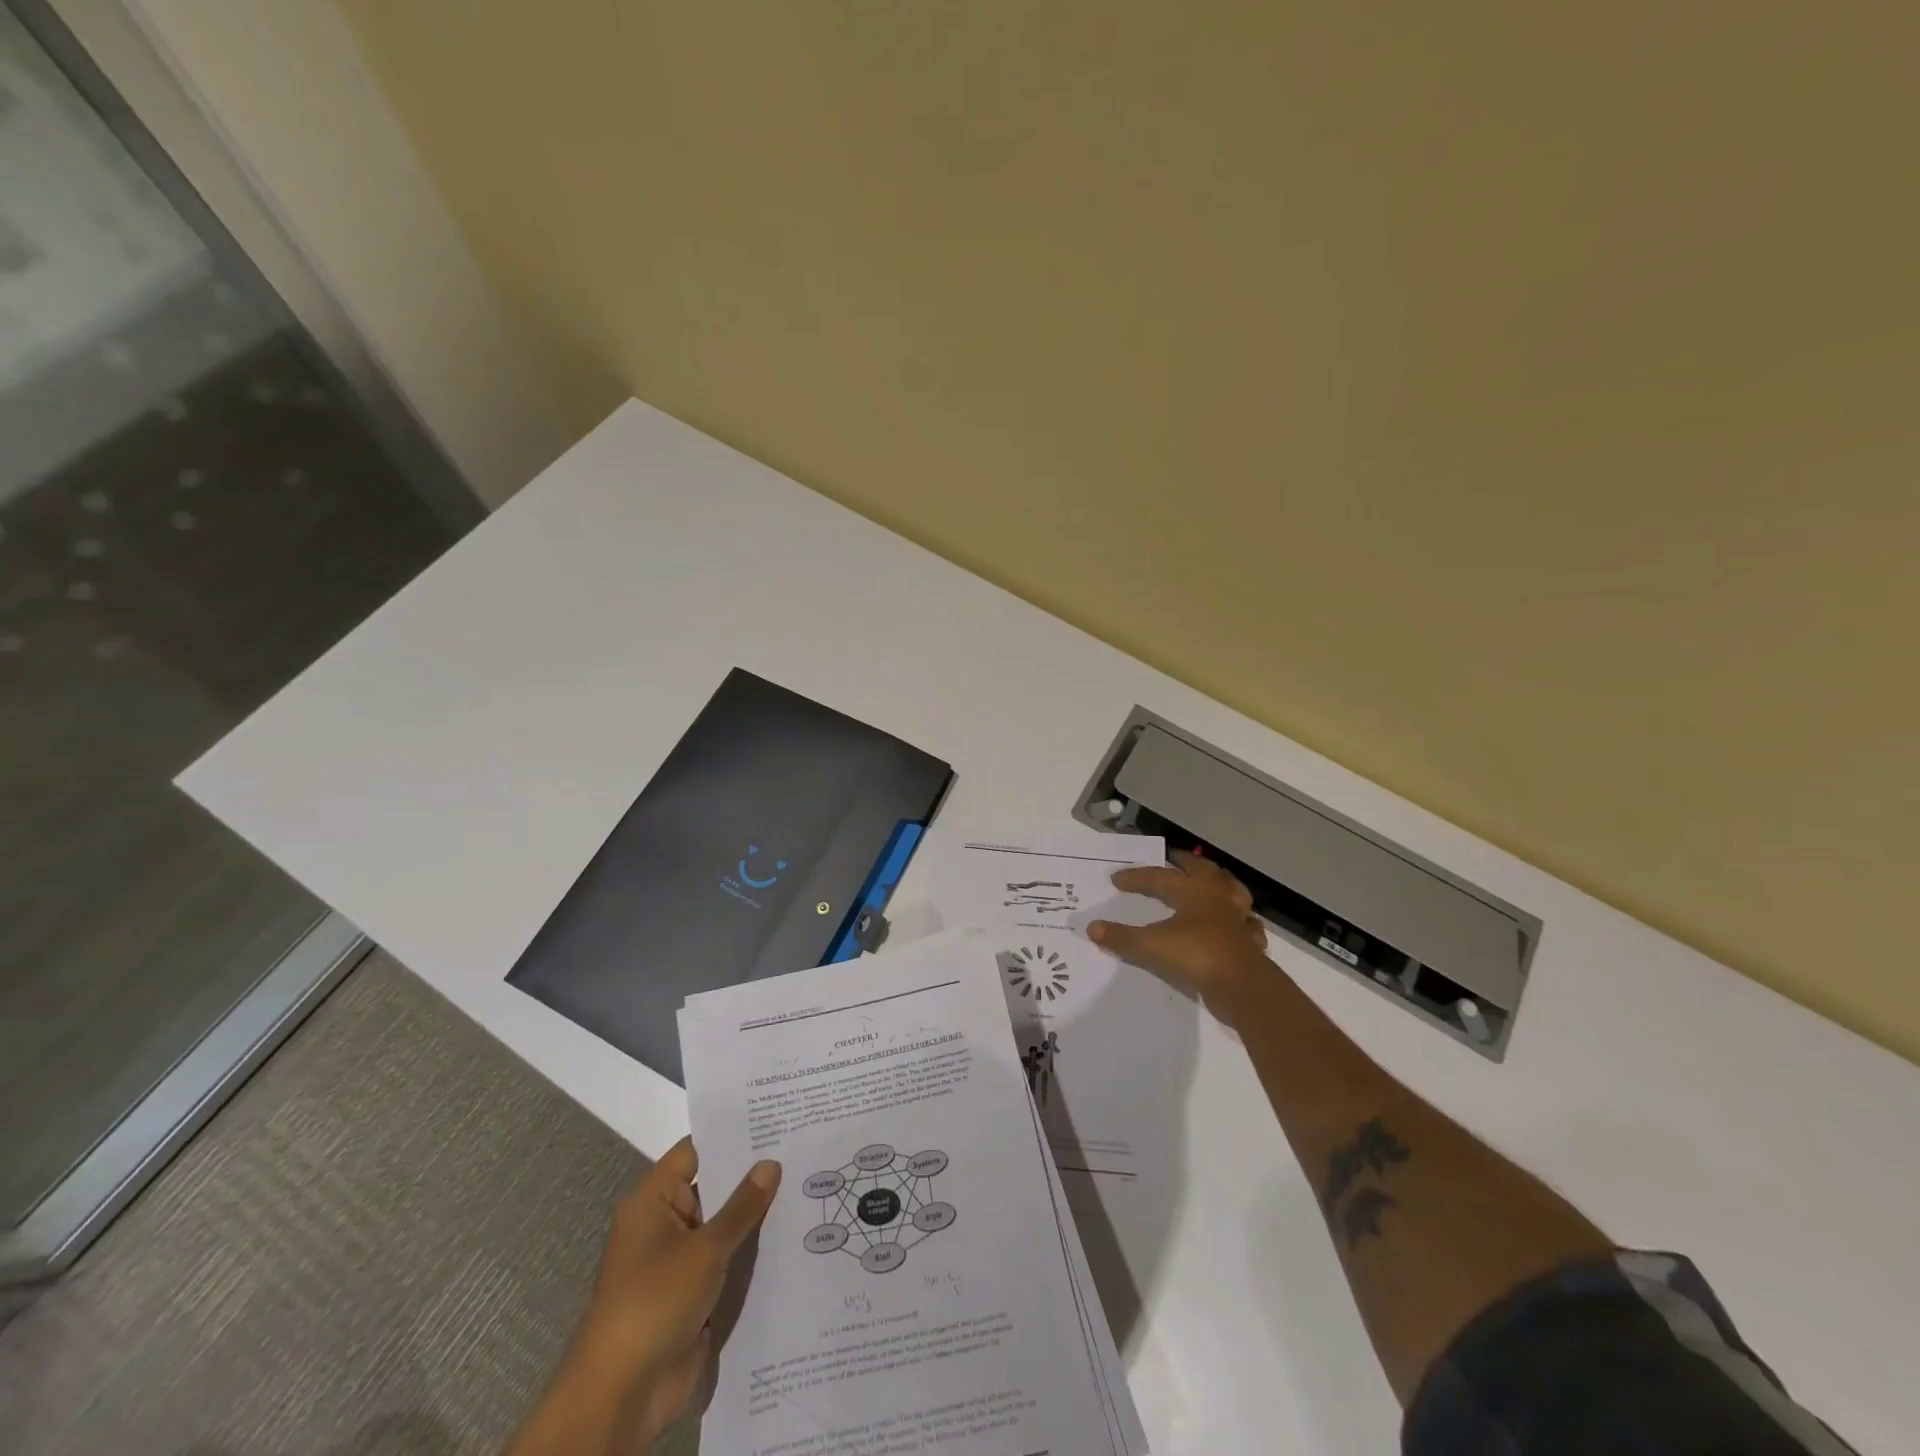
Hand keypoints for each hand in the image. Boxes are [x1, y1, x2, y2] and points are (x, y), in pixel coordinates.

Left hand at [509, 1138, 780, 1455]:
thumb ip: (742, 1206)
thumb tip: (771, 1163)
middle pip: (714, 1186)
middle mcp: (665, 1223)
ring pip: (724, 1224)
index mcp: (653, 1200)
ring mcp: (679, 1259)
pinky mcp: (693, 1293)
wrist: (623, 1396)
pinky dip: (752, 1250)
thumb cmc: (655, 1303)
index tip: (775, 1118)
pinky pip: (727, 1259)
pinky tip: (795, 1234)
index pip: (697, 1151)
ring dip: (757, 1215)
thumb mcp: (705, 1249)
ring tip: (809, 1183)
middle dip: (753, 1174)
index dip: (733, 1135)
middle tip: (803, 1147)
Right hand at [1089, 850, 1270, 1008]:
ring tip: (1208, 880)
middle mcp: (1218, 896)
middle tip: (1172, 857)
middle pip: (1202, 870)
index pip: (1159, 877)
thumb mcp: (1152, 946)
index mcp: (1193, 890)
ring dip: (1218, 882)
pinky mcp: (1249, 939)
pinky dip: (1238, 918)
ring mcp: (1238, 917)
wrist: (1244, 986)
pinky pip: (1245, 922)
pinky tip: (1234, 923)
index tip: (1116, 880)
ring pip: (1230, 889)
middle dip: (1185, 862)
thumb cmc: (1197, 956)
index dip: (1136, 877)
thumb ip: (1122, 937)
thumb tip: (1092, 928)